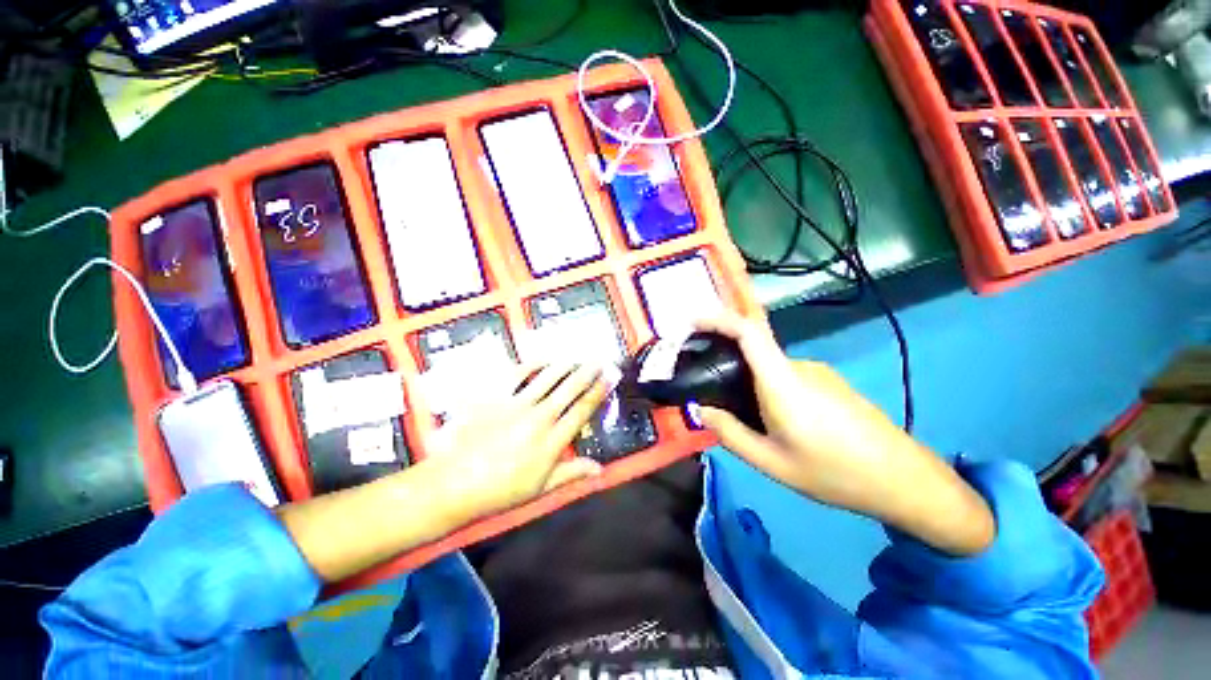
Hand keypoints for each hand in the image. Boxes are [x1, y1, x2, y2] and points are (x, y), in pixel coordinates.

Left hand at [425, 362, 609, 521]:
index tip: (608, 379)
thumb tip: (600, 468)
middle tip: (599, 360)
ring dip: (566, 365)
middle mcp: (539, 418)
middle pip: (570, 389)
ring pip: (548, 377)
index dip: (598, 392)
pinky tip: (544, 359)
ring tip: (578, 356)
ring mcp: (516, 404)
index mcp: (552, 441)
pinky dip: (533, 364)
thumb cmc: (500, 490)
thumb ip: (572, 473)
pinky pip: (518, 374)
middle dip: (588, 372)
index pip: (582, 410)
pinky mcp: (496, 396)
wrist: (454, 483)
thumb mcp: (541, 488)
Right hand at [696, 311, 994, 555]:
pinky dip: (767, 387)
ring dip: (749, 380)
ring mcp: (818, 373)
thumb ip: (730, 434)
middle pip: (754, 349)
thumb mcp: (772, 462)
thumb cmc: (835, 473)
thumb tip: (702, 411)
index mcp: (782, 382)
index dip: (718, 319)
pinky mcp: (829, 383)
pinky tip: (774, 420)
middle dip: (726, 360)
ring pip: (769, 367)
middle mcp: (799, 367)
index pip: (748, 332)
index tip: (692, 322)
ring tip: (743, 415)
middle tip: (709, 389)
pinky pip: (786, 376)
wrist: (904, 479)